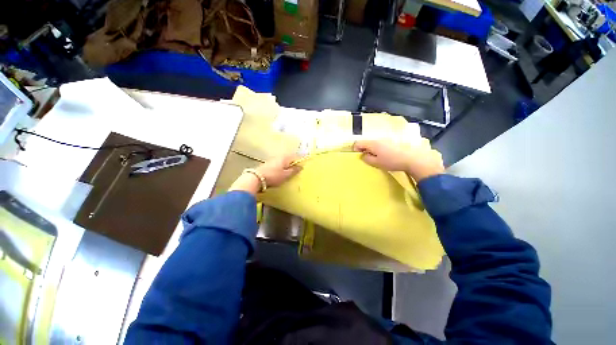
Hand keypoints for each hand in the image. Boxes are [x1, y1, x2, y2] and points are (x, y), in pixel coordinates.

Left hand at [229, 155, 300, 194]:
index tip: (304, 165)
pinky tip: (281, 173)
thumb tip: (301, 166)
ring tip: (290, 172)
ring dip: (287, 166)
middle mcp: (279, 157)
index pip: (295, 157)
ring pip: (283, 162)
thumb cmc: (274, 176)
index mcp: (285, 158)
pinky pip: (278, 165)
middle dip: (293, 163)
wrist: (256, 178)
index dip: (300, 160)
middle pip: (288, 159)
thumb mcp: (286, 175)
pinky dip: (281, 168)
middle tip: (297, 169)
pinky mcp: (267, 165)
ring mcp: (272, 161)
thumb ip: (294, 170)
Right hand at [353, 140, 443, 181]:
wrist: (412, 158)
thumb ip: (367, 159)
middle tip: (365, 158)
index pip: (358, 143)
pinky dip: (377, 149)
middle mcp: (378, 140)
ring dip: (370, 150)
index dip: (355, 149)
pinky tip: (383, 156)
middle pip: (366, 142)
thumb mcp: (377, 163)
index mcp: (372, 144)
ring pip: (373, 143)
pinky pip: (380, 144)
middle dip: (363, 150)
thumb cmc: (392, 161)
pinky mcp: (391, 143)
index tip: (357, 156)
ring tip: (374, 158)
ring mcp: (385, 140)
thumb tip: (363, 156)